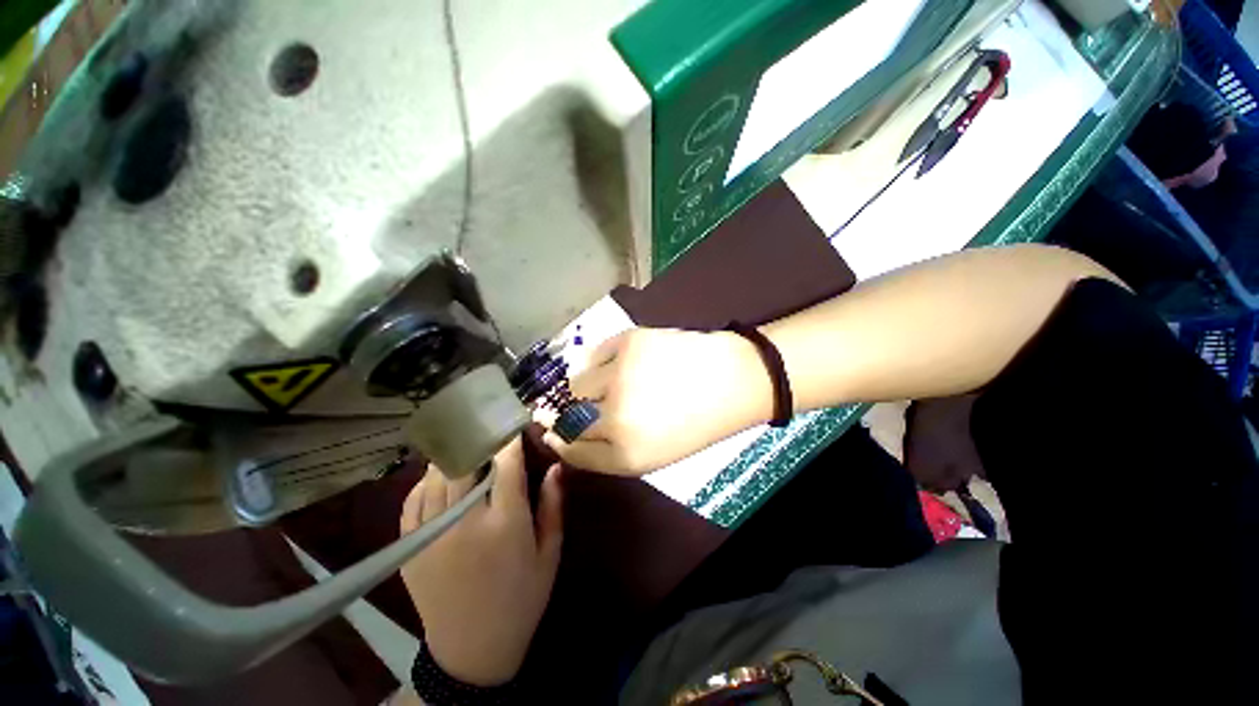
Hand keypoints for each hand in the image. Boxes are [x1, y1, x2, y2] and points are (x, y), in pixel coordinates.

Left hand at [399, 439, 562, 686]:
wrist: (472, 650)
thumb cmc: (522, 599)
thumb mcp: (549, 554)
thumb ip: (553, 506)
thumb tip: (555, 466)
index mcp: (505, 524)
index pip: (506, 464)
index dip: (510, 436)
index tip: (515, 417)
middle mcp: (465, 523)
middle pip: (465, 463)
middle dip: (477, 437)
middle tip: (486, 422)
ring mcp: (431, 535)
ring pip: (436, 477)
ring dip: (451, 454)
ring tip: (464, 441)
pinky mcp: (410, 549)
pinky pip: (412, 501)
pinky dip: (426, 481)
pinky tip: (438, 475)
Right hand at [542, 329, 772, 474]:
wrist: (729, 380)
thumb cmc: (691, 425)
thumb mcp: (647, 458)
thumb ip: (599, 454)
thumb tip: (555, 436)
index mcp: (625, 453)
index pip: (568, 449)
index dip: (558, 440)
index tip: (554, 431)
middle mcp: (615, 416)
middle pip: (563, 416)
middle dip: (563, 413)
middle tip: (585, 405)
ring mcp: (620, 374)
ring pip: (573, 383)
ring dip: (580, 387)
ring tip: (608, 383)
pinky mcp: (628, 341)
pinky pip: (592, 355)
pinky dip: (598, 362)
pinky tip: (621, 364)